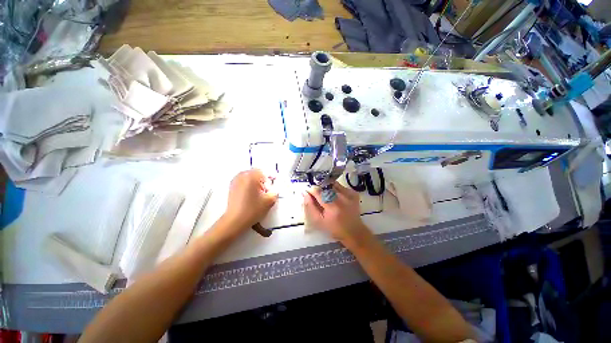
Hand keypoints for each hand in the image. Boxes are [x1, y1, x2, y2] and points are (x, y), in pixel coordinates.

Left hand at [223, 169, 277, 229]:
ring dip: (255, 184)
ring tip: (258, 196)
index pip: (264, 172)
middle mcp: (241, 176)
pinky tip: (250, 198)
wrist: (235, 220)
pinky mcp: (231, 188)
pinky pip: (243, 183)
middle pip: (255, 174)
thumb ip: (274, 193)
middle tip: (266, 192)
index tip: (272, 188)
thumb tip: (273, 190)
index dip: (270, 180)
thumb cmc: (251, 210)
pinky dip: (248, 187)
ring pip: (248, 178)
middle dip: (262, 182)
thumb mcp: (269, 202)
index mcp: (251, 176)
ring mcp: (235, 181)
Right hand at [303, 182, 371, 246]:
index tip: (309, 193)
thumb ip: (310, 206)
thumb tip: (304, 193)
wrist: (353, 231)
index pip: (318, 191)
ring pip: (333, 184)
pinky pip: (341, 187)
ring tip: (328, 199)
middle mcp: (341, 198)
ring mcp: (349, 194)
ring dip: (328, 189)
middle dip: (319, 190)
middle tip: (319, 199)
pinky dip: (336, 190)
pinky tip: (337, 199)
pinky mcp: (354, 193)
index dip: (311, 190)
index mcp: (331, 206)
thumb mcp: (319, 221)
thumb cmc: (334, 228)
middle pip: (325, 186)